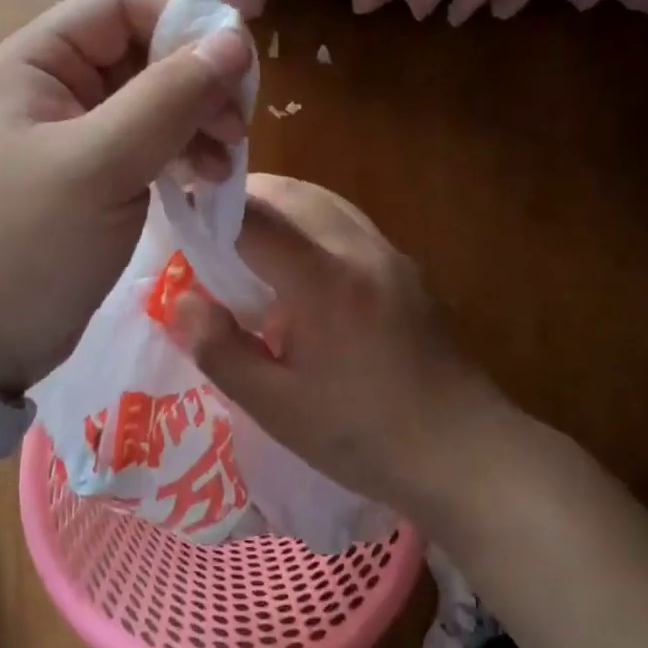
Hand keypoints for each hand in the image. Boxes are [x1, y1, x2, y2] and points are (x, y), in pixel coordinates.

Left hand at [0, 0, 252, 394]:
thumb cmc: (28, 243)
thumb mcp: (101, 165)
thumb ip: (169, 98)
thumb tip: (236, 40)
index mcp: (37, 64)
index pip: (119, 7)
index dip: (180, 23)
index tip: (235, 67)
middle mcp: (55, 88)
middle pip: (142, 53)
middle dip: (196, 82)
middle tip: (237, 127)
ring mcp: (75, 136)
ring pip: (152, 102)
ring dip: (196, 122)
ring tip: (226, 162)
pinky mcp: (93, 178)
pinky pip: (148, 145)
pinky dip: (181, 155)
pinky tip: (205, 180)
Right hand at [171, 174, 516, 517]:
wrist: (466, 453)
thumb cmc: (364, 436)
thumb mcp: (277, 408)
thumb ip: (221, 351)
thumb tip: (181, 303)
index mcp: (324, 281)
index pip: (255, 219)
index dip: (211, 212)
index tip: (181, 219)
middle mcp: (360, 250)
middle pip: (294, 193)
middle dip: (247, 198)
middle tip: (212, 229)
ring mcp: (392, 255)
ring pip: (326, 202)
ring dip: (283, 206)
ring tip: (252, 241)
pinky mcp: (409, 270)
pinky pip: (350, 224)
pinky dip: (314, 224)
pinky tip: (304, 269)